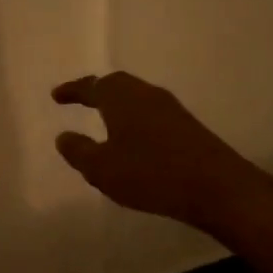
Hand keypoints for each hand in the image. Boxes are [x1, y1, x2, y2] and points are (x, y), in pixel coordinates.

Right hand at [52, 72, 259, 231]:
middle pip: (117, 85)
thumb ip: (79, 151)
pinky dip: (134, 120)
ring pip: (136, 98)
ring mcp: (170, 109)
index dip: (72, 91)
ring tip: (103, 120)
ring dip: (117, 106)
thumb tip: (64, 136)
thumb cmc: (150, 174)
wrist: (216, 187)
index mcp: (121, 98)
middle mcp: (146, 95)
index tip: (56, 96)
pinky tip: (132, 140)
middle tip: (80, 100)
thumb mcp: (101, 168)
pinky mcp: (186, 127)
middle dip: (96, 91)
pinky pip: (150, 114)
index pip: (91, 86)